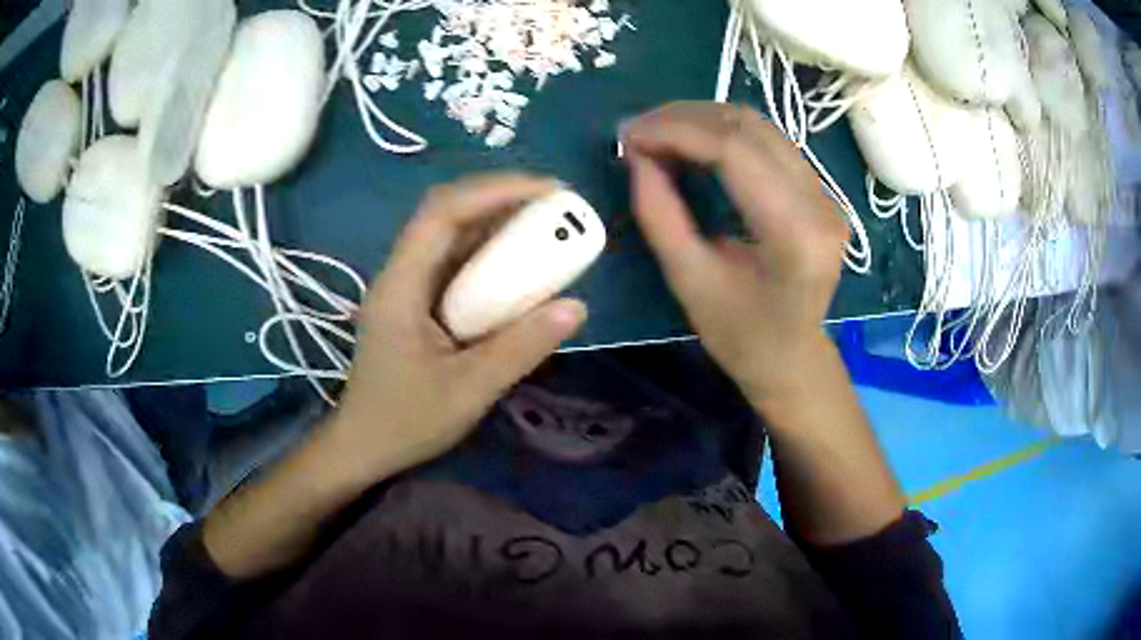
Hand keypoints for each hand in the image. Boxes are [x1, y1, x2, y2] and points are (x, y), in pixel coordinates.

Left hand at [329, 174, 587, 481]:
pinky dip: (489, 252)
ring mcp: (407, 287)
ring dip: (496, 221)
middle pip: (446, 213)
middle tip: (555, 203)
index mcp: (401, 286)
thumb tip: (577, 307)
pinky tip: (518, 263)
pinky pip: (455, 262)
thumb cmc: (404, 423)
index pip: (443, 213)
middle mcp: (400, 274)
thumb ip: (520, 349)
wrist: (362, 448)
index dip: (494, 191)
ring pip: (451, 235)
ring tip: (546, 223)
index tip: (548, 190)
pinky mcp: (417, 302)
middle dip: (500, 198)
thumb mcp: (468, 391)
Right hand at [622, 102, 849, 401]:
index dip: (676, 132)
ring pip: (760, 126)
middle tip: (637, 131)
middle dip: (685, 118)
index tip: (630, 137)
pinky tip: (692, 143)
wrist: (792, 357)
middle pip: (750, 128)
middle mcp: (820, 204)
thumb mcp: (689, 282)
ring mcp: (826, 194)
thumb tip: (637, 156)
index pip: (735, 152)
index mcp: (794, 235)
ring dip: (703, 120)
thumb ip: (660, 214)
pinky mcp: (820, 191)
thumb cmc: (741, 335)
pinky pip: (768, 142)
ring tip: (659, 133)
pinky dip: (723, 133)